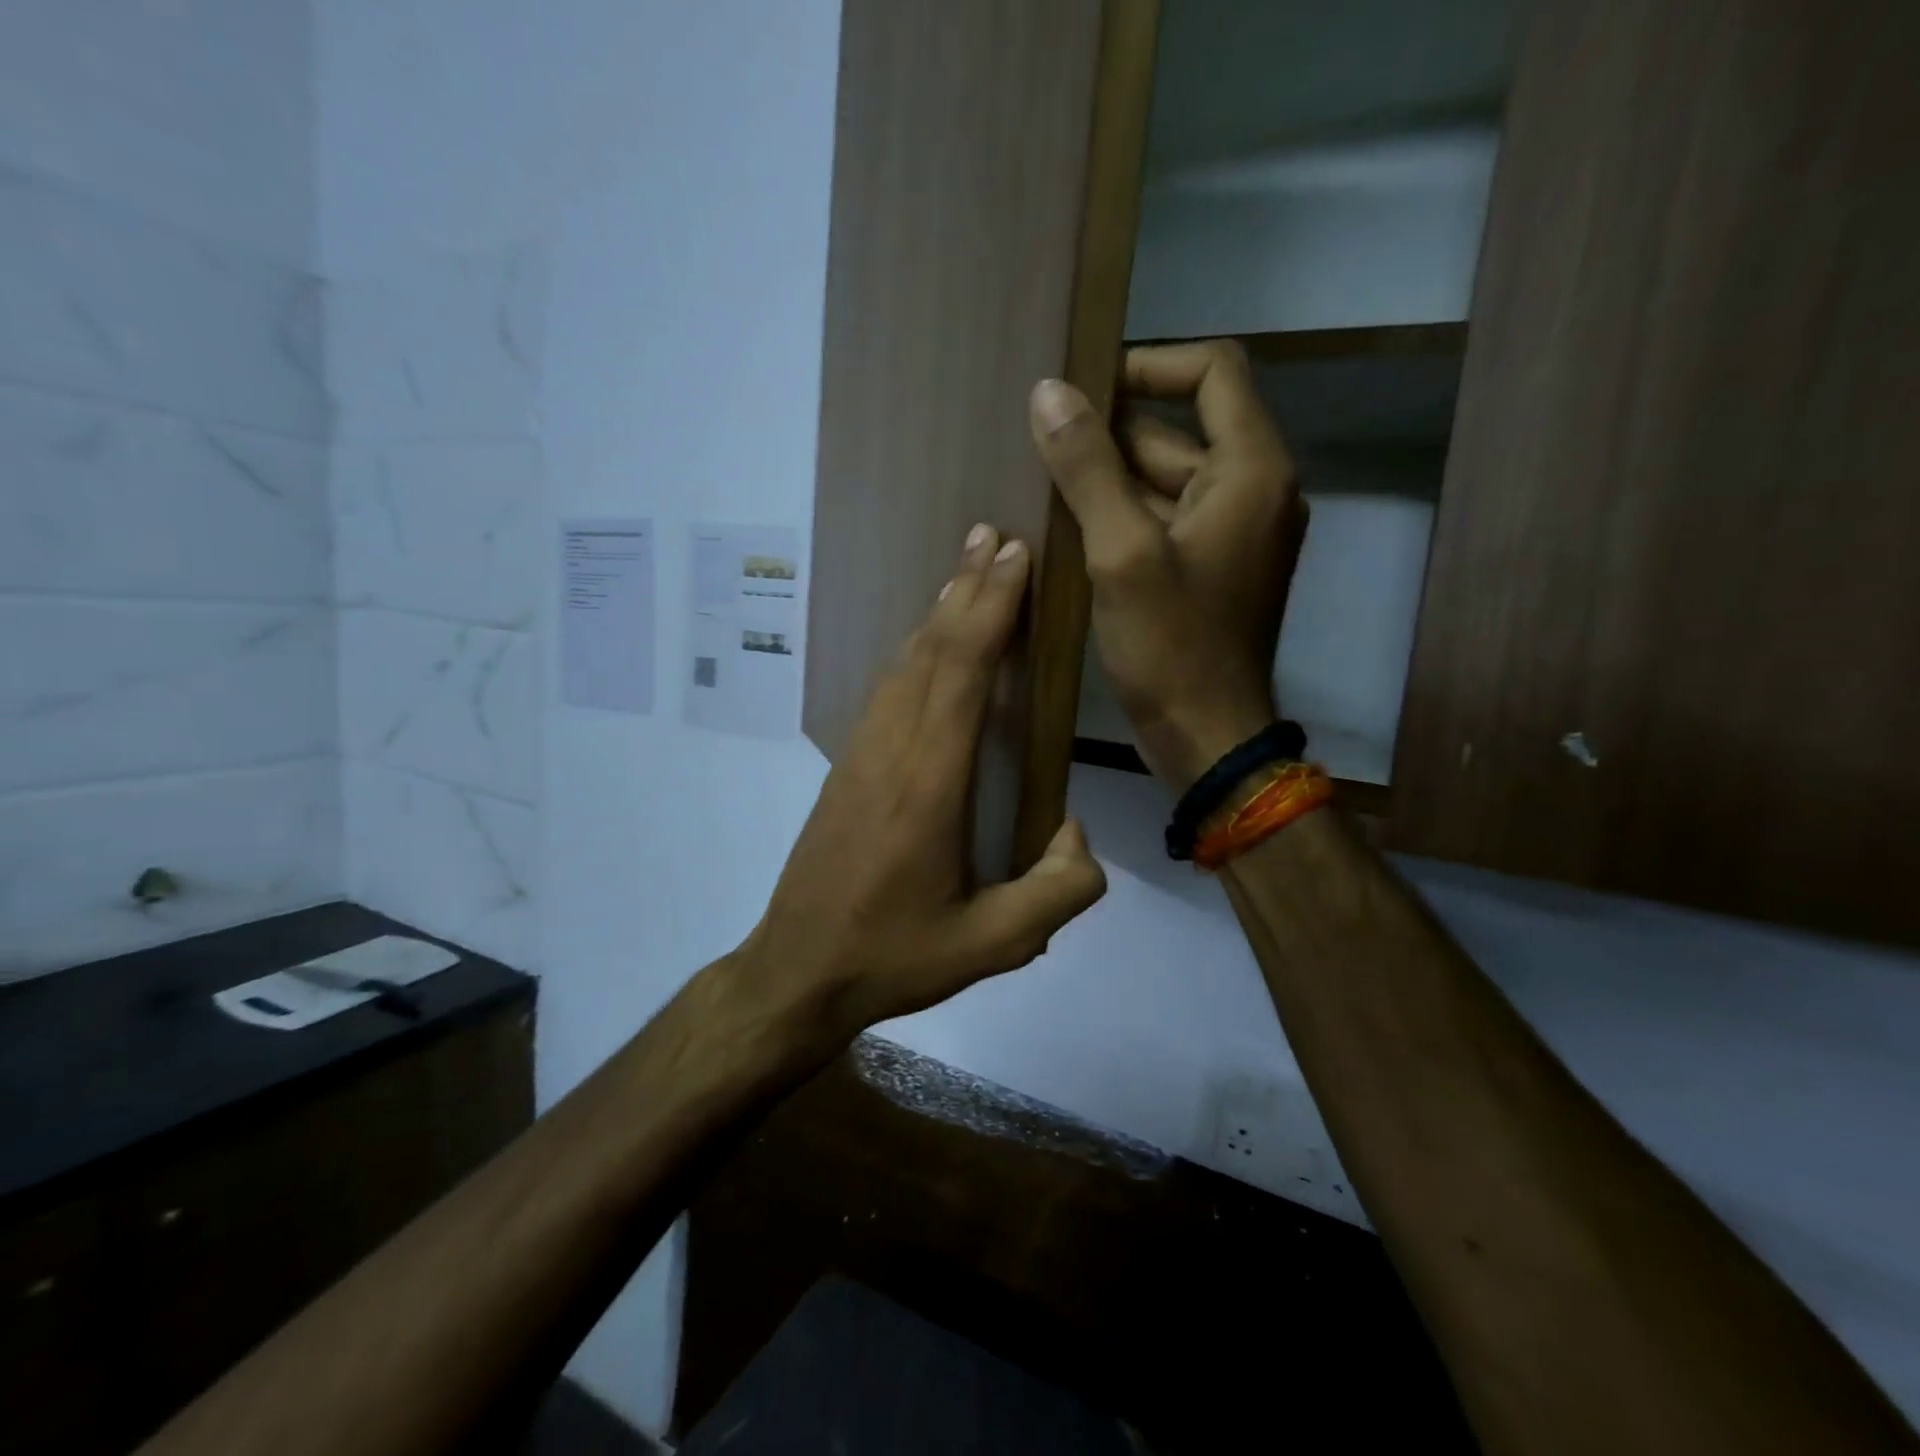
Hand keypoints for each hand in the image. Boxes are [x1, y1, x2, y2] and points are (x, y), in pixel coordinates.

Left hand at [736, 524, 1107, 1050]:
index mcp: (929, 783)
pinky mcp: (846, 768)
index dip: (990, 607)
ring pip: (903, 663)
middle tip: (994, 535)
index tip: (1016, 556)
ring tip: (968, 571)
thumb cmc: (894, 956)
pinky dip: (917, 651)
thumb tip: (1078, 834)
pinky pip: (887, 690)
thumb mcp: (994, 946)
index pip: (961, 671)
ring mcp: (861, 755)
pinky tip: (930, 646)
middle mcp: (891, 751)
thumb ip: (1058, 893)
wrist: (797, 971)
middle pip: (930, 649)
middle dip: (966, 587)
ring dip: (939, 613)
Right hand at [1029, 341, 1306, 788]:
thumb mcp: (1121, 553)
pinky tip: (1068, 529)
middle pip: (1179, 429)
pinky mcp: (1210, 569)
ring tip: (1042, 483)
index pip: (1213, 371)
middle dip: (1111, 431)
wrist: (1206, 736)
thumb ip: (1087, 468)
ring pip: (1165, 479)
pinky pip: (1163, 521)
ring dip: (1108, 479)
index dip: (1149, 365)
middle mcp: (1253, 490)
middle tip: (1042, 441)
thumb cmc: (1171, 646)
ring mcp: (1232, 533)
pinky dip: (1121, 517)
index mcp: (1251, 470)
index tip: (1086, 386)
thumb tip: (1049, 392)